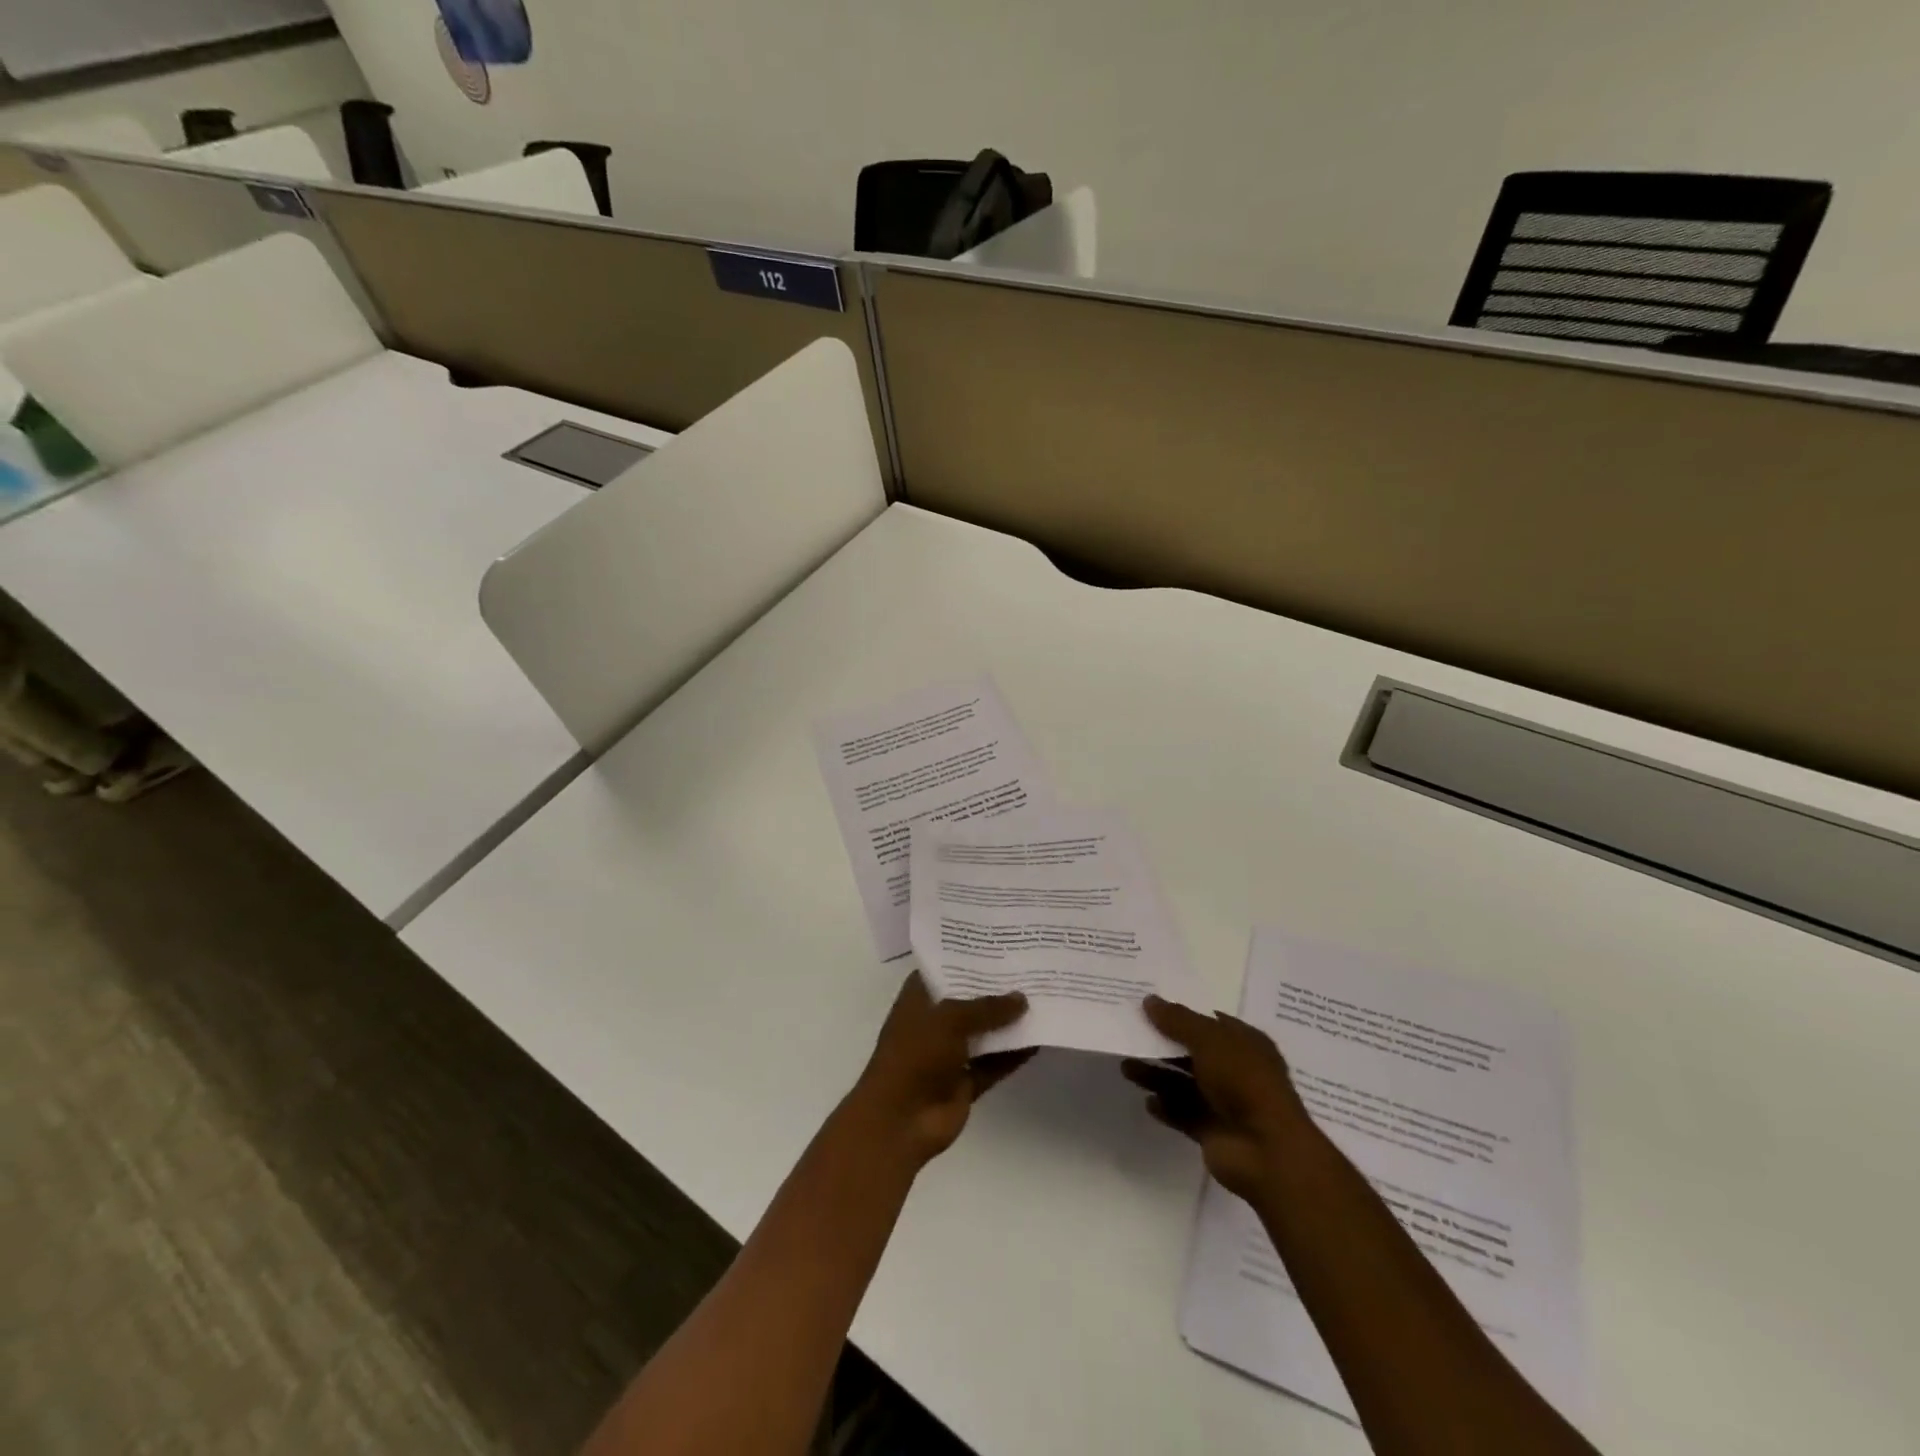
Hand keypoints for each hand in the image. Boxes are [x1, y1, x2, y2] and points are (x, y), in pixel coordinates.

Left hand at [845, 973, 1033, 1167]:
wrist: (900, 1121)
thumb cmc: (915, 1054)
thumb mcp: (951, 1018)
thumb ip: (988, 1007)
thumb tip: (1022, 998)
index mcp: (920, 997)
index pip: (946, 967)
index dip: (970, 955)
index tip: (1002, 942)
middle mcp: (935, 1020)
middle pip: (970, 999)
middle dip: (997, 987)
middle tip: (1032, 966)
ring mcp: (950, 1052)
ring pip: (985, 1032)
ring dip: (1009, 1021)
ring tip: (1044, 998)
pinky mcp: (965, 1081)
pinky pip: (994, 1063)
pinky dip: (1013, 1054)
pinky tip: (1040, 1040)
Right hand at [1122, 994, 1314, 1202]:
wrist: (1267, 1151)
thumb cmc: (1244, 1081)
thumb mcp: (1209, 1039)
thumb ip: (1177, 1020)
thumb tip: (1149, 1000)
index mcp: (1245, 1043)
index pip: (1210, 1022)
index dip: (1181, 1013)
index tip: (1148, 1006)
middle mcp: (1236, 1070)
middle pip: (1193, 1052)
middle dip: (1162, 1045)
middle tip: (1129, 1034)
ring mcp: (1225, 1103)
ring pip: (1183, 1083)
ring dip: (1157, 1075)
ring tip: (1125, 1067)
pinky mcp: (1212, 1132)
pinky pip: (1183, 1114)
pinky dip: (1166, 1107)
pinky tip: (1147, 1102)